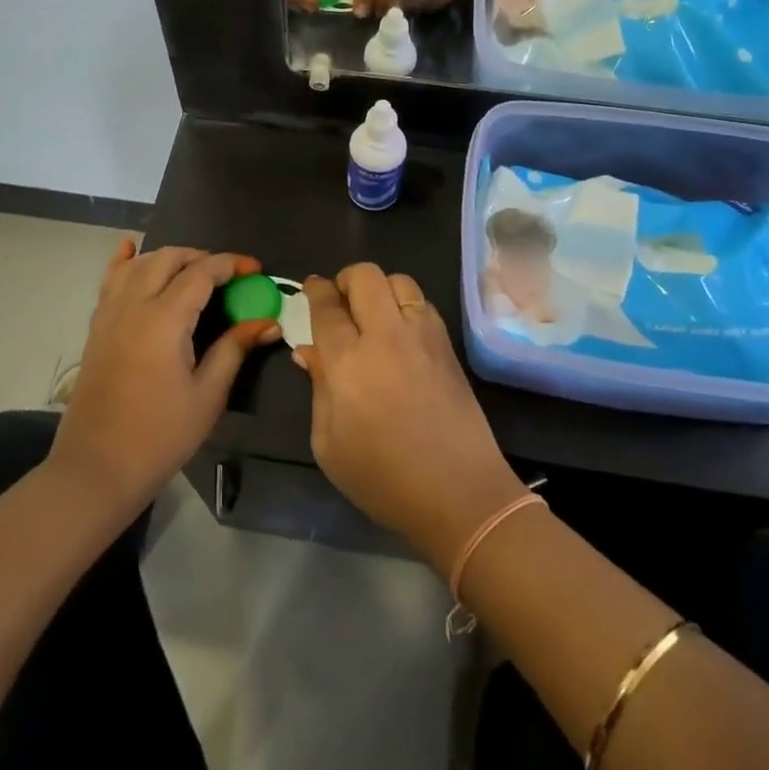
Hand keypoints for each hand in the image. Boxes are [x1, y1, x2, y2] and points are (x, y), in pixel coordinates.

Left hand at [50, 240, 279, 520]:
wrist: (96, 468)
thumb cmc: (160, 436)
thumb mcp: (207, 395)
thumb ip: (234, 350)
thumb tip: (267, 322)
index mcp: (165, 319)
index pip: (202, 273)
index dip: (230, 264)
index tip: (255, 269)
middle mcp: (134, 305)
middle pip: (169, 258)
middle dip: (201, 257)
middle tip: (227, 276)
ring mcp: (110, 314)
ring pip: (140, 263)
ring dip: (169, 257)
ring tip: (192, 271)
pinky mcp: (96, 328)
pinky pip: (110, 280)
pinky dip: (124, 261)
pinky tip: (130, 249)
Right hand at [297, 266, 526, 573]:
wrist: (459, 493)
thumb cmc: (383, 478)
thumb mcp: (329, 444)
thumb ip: (318, 388)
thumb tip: (309, 351)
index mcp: (348, 361)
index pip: (327, 306)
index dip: (316, 291)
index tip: (311, 288)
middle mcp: (385, 335)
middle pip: (365, 276)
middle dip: (346, 279)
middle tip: (340, 301)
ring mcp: (422, 335)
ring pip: (399, 280)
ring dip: (379, 287)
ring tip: (372, 312)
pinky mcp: (447, 345)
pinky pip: (423, 303)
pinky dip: (406, 303)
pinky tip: (401, 330)